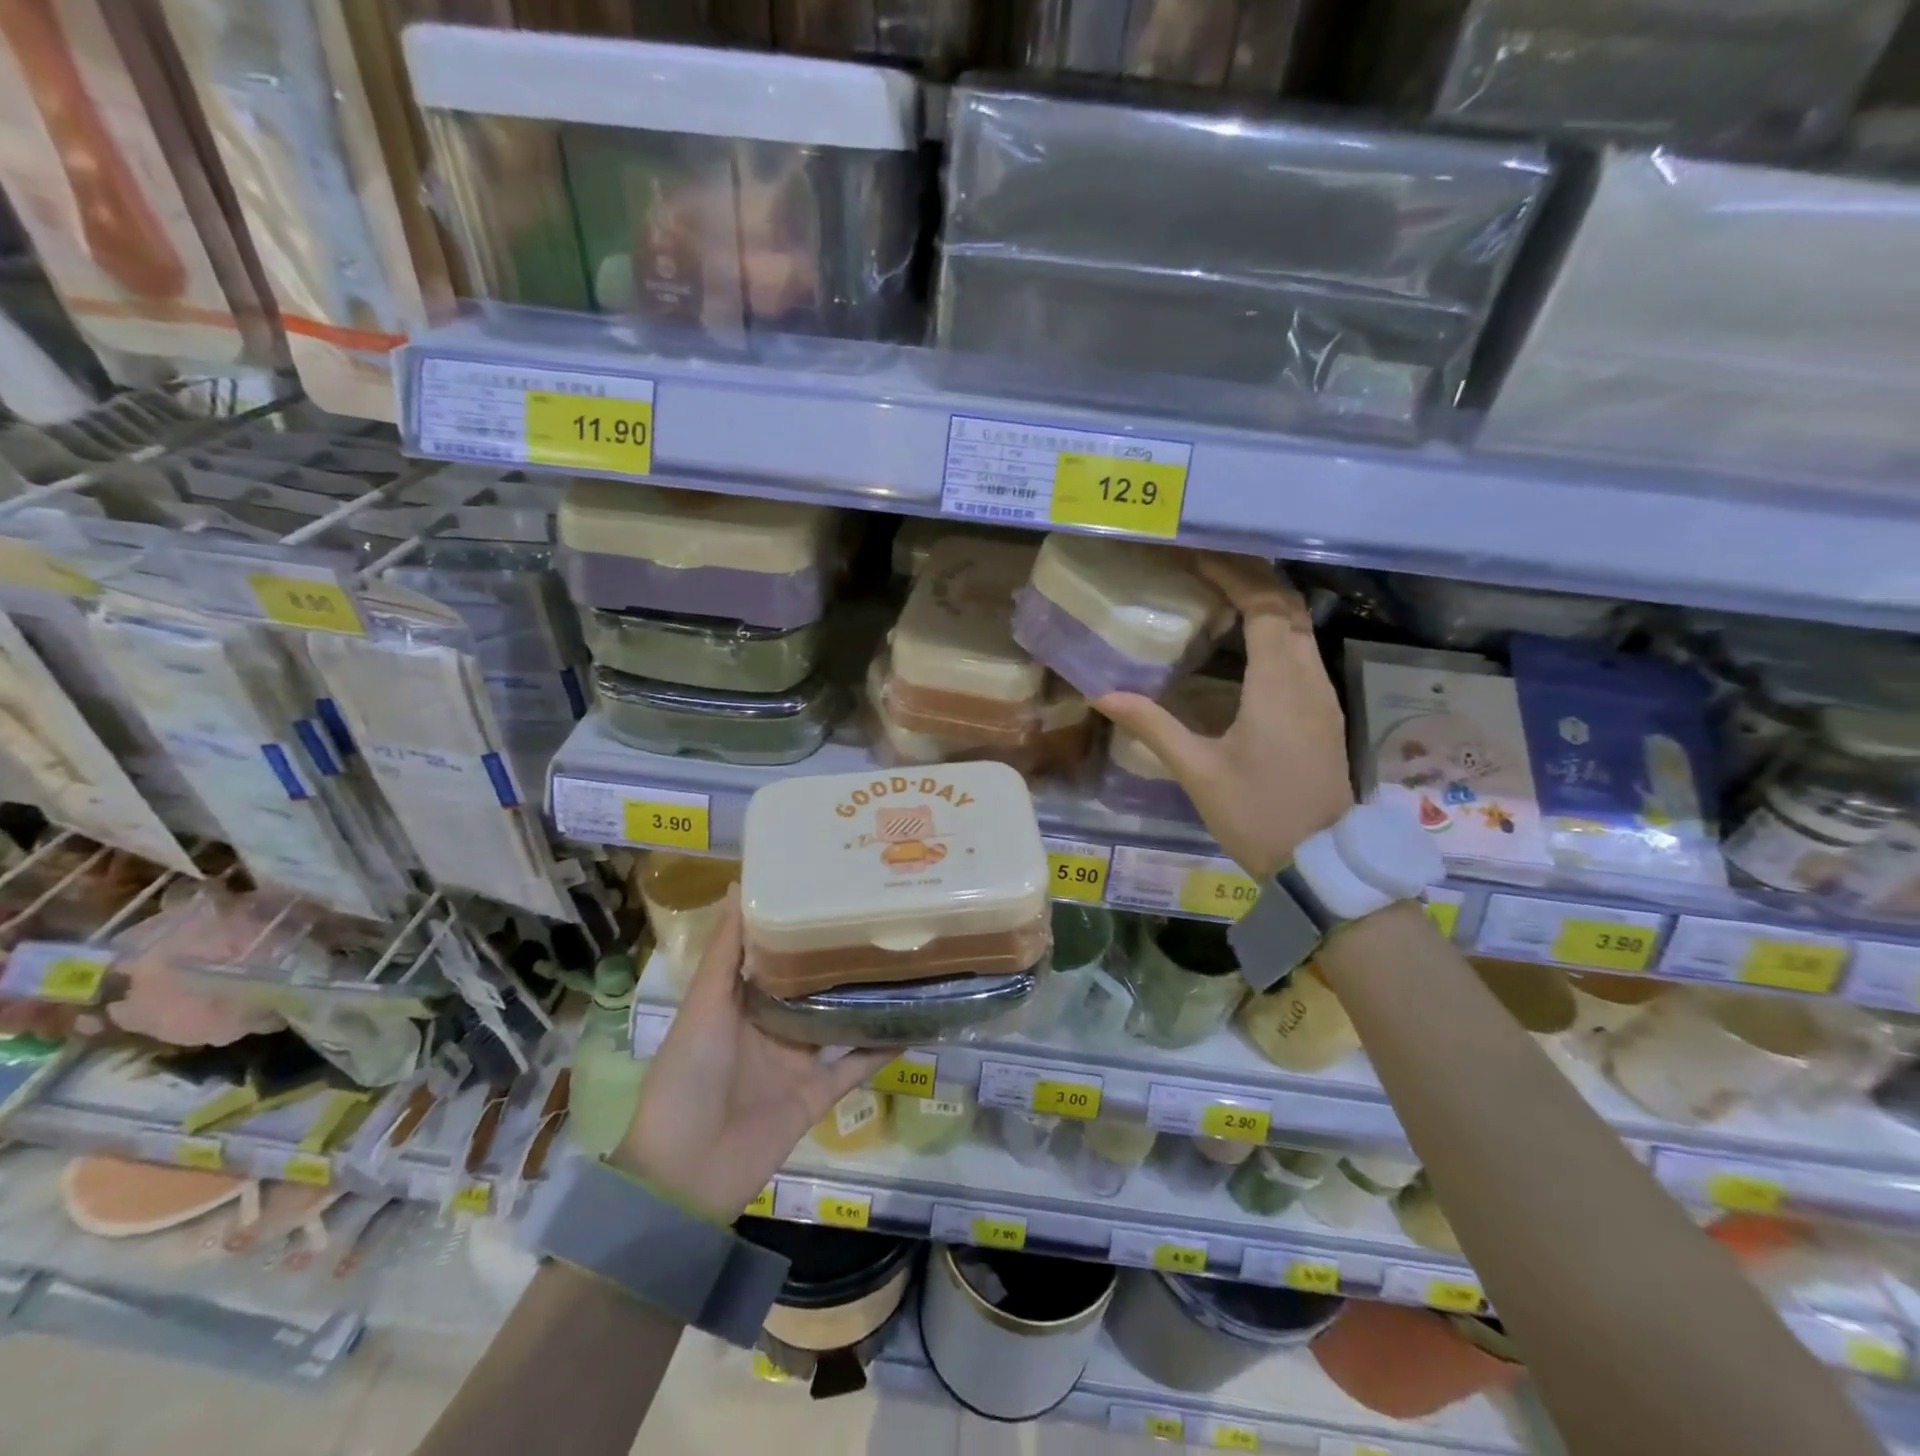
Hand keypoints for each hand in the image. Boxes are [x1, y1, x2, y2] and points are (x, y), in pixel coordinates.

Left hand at [614, 888, 889, 1222]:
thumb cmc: (688, 1075)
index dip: (799, 923)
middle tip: (880, 916)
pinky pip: (855, 1066)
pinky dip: (880, 1047)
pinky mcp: (817, 1094)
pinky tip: (912, 1021)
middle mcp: (772, 1025)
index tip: (830, 887)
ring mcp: (797, 1061)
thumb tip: (740, 886)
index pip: (776, 953)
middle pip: (813, 985)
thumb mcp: (703, 1005)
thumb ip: (726, 952)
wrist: (685, 1173)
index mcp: (741, 1001)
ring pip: (839, 1020)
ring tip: (903, 960)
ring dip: (865, 998)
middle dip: (839, 956)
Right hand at [1095, 552, 1352, 878]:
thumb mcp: (1198, 771)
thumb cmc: (1257, 814)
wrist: (1320, 862)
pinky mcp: (1322, 713)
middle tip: (1206, 566)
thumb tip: (1103, 694)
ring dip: (1266, 602)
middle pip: (1288, 607)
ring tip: (1221, 592)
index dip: (1234, 575)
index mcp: (1278, 685)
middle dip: (1251, 578)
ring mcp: (1321, 696)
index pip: (1264, 606)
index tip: (1198, 557)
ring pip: (1300, 628)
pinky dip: (1276, 630)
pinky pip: (1302, 652)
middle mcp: (1308, 679)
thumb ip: (1153, 726)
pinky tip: (1245, 641)